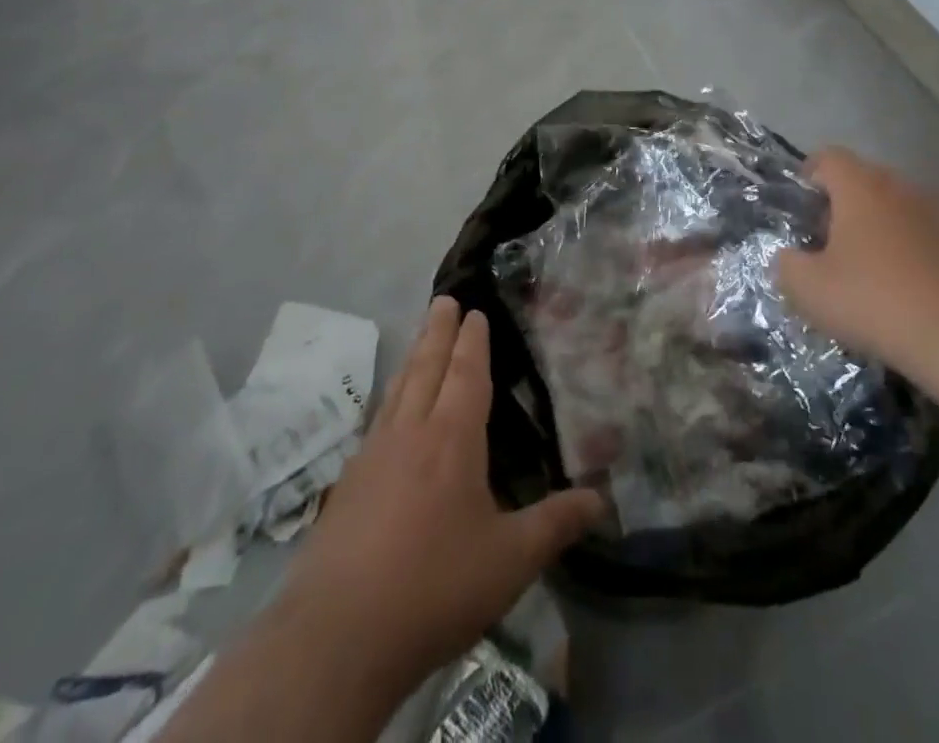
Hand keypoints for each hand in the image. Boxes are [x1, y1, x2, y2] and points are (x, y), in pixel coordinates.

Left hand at [278, 297, 603, 706]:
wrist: (337, 638)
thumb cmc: (434, 587)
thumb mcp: (510, 560)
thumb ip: (555, 524)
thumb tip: (602, 501)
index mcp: (451, 439)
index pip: (465, 374)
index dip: (472, 341)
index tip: (473, 312)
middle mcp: (409, 433)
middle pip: (425, 368)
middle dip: (437, 331)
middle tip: (443, 299)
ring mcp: (372, 457)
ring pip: (397, 391)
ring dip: (412, 359)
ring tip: (419, 340)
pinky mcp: (346, 487)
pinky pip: (376, 423)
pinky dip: (389, 400)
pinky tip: (388, 416)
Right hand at [777, 148, 938, 389]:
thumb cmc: (875, 301)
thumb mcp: (809, 289)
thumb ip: (786, 264)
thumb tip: (790, 256)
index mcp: (860, 187)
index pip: (828, 157)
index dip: (808, 176)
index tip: (799, 209)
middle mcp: (899, 187)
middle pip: (861, 179)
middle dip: (839, 204)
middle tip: (824, 242)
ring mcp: (935, 213)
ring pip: (893, 206)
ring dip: (874, 226)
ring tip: (861, 267)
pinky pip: (920, 233)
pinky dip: (904, 248)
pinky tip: (899, 286)